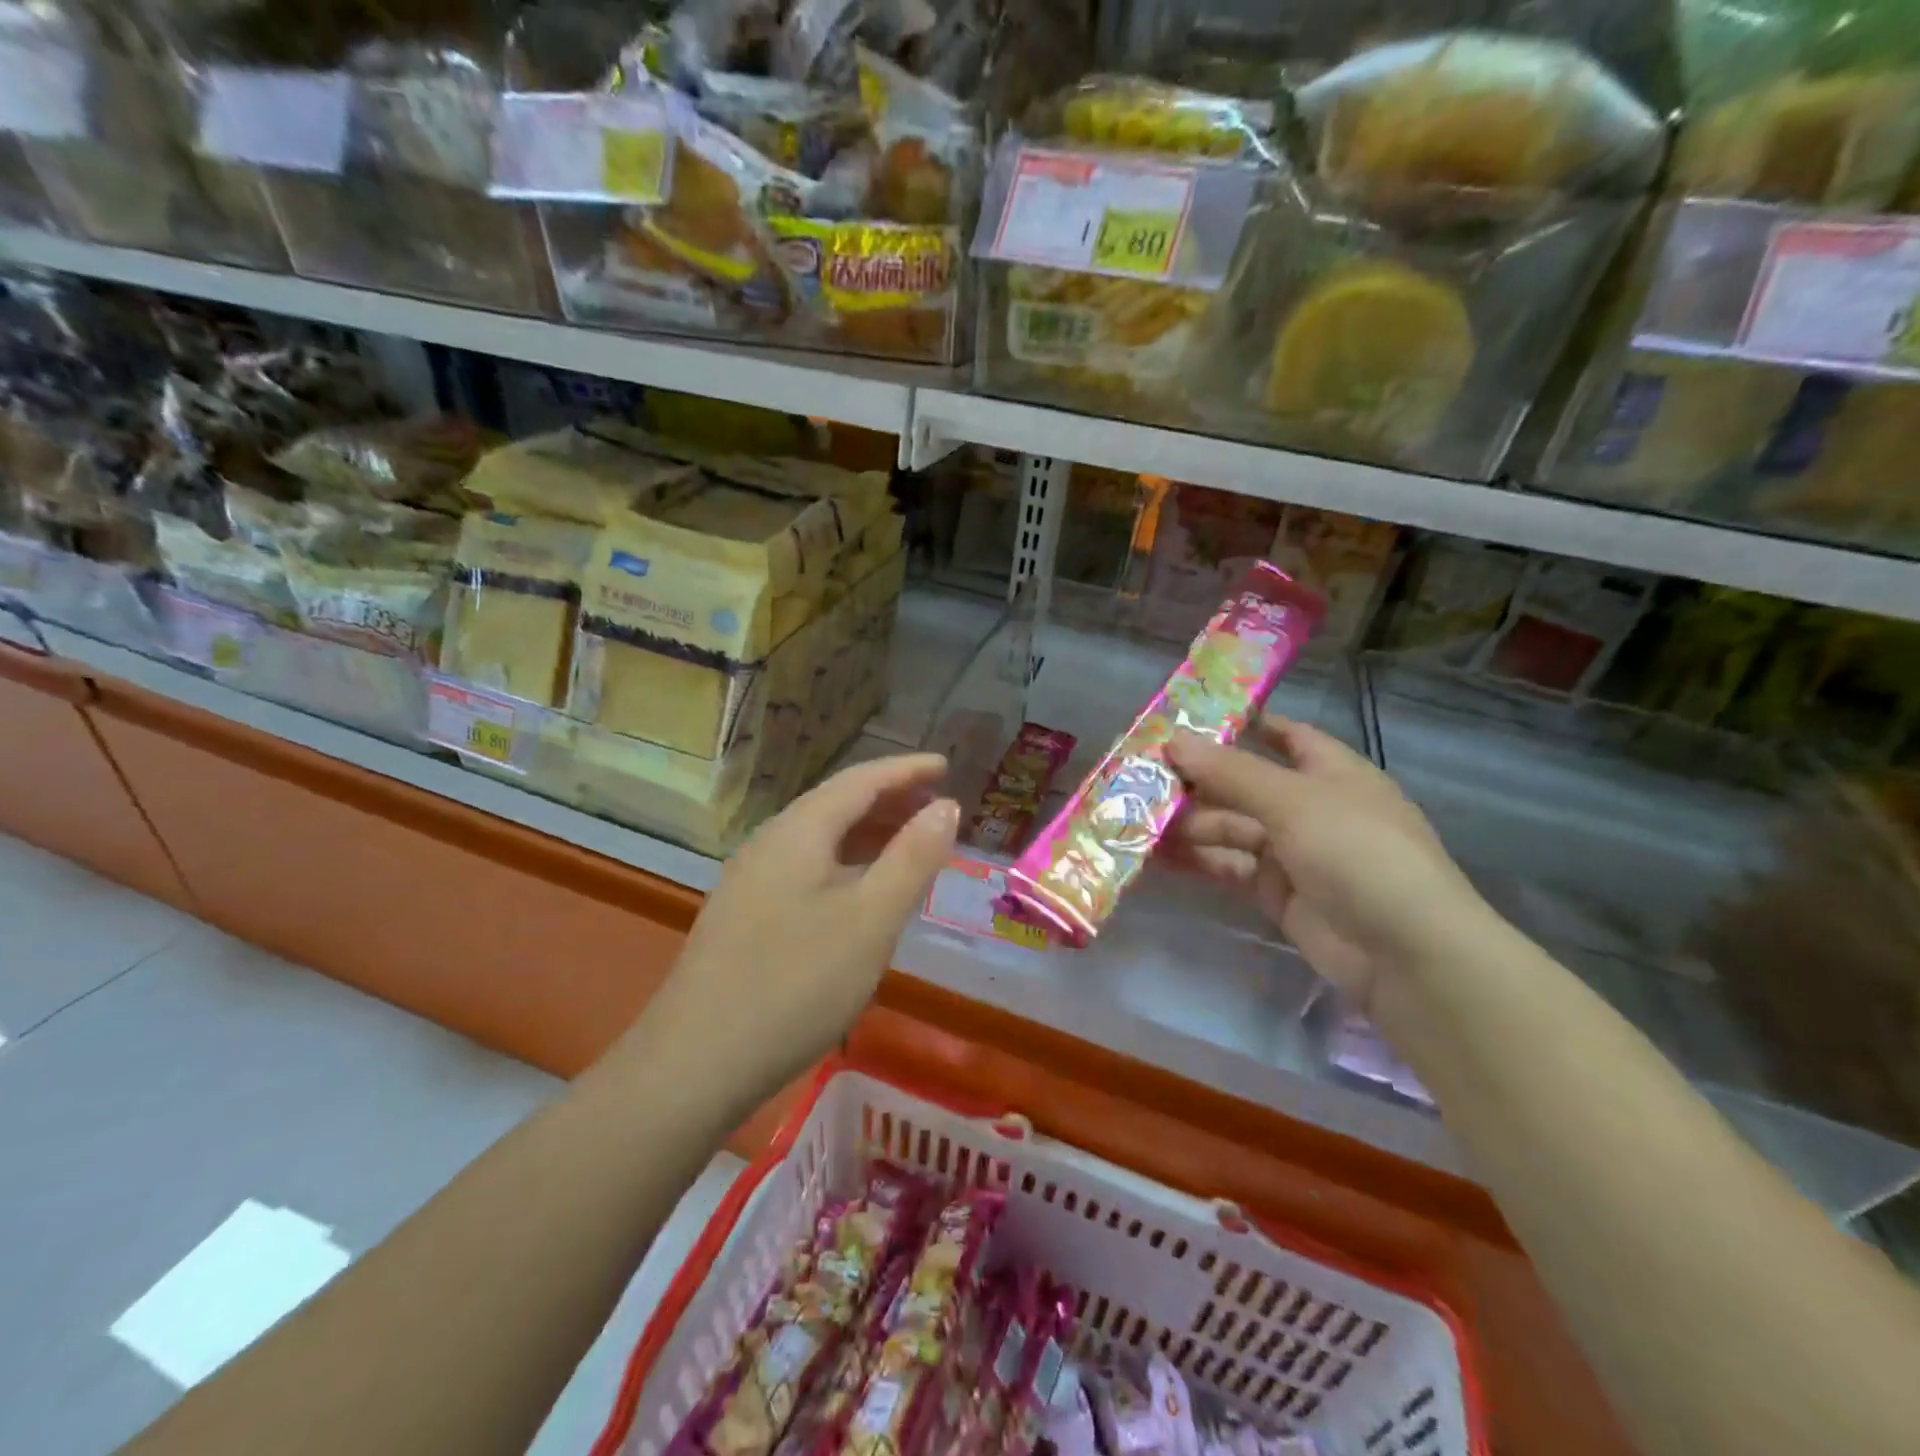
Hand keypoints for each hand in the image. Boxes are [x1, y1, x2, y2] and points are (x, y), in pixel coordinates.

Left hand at [642, 754, 958, 1094]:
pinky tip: (861, 894)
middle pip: (837, 804)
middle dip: (890, 800)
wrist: (694, 1063)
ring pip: (820, 839)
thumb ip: (912, 858)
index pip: (861, 780)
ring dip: (868, 834)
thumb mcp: (871, 920)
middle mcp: (770, 842)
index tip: (947, 766)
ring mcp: (750, 879)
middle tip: (937, 809)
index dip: (907, 769)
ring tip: (910, 847)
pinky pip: (806, 868)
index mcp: (799, 831)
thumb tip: (946, 805)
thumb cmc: (796, 984)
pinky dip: (845, 865)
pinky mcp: (744, 914)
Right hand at [1166, 717, 1489, 1011]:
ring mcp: (1294, 853)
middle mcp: (1311, 807)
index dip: (1241, 724)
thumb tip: (1174, 740)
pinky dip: (1197, 859)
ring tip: (1135, 815)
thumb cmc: (1358, 852)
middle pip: (1245, 784)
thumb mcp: (1293, 801)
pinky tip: (1156, 854)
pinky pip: (1230, 866)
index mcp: (1331, 772)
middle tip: (1139, 773)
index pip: (1284, 736)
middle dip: (1197, 779)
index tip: (1187, 719)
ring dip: (1189, 822)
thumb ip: (1231, 772)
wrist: (1405, 954)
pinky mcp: (1277, 894)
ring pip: (1232, 827)